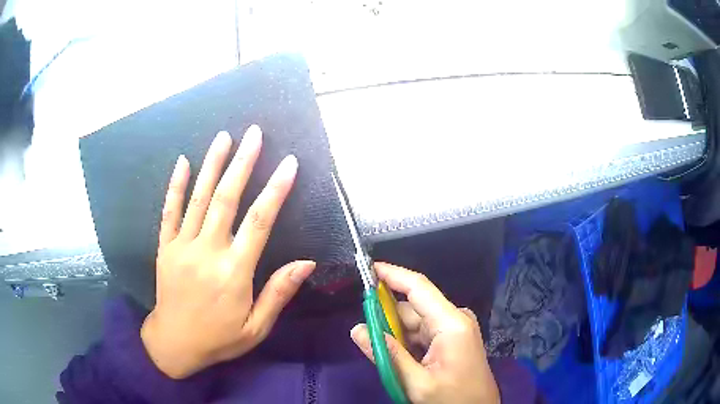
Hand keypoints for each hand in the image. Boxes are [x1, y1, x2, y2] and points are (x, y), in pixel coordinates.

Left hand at [141, 126, 315, 378]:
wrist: (174, 344)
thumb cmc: (219, 338)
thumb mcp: (256, 327)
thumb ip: (278, 293)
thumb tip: (306, 263)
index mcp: (233, 273)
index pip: (259, 222)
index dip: (276, 190)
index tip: (289, 164)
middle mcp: (207, 252)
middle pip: (226, 200)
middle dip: (243, 163)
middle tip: (254, 134)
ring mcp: (182, 247)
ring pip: (198, 198)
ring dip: (212, 165)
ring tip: (225, 137)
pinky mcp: (165, 248)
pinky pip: (169, 211)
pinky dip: (176, 185)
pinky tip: (183, 161)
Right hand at [350, 263, 498, 403]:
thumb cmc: (452, 398)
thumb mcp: (416, 382)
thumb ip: (387, 355)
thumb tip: (357, 329)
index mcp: (451, 323)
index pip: (418, 288)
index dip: (392, 274)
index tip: (367, 268)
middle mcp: (454, 319)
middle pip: (412, 307)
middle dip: (386, 317)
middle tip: (364, 334)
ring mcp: (454, 328)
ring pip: (414, 322)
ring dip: (395, 334)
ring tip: (381, 353)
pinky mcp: (452, 338)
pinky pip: (421, 333)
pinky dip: (405, 341)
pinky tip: (398, 357)